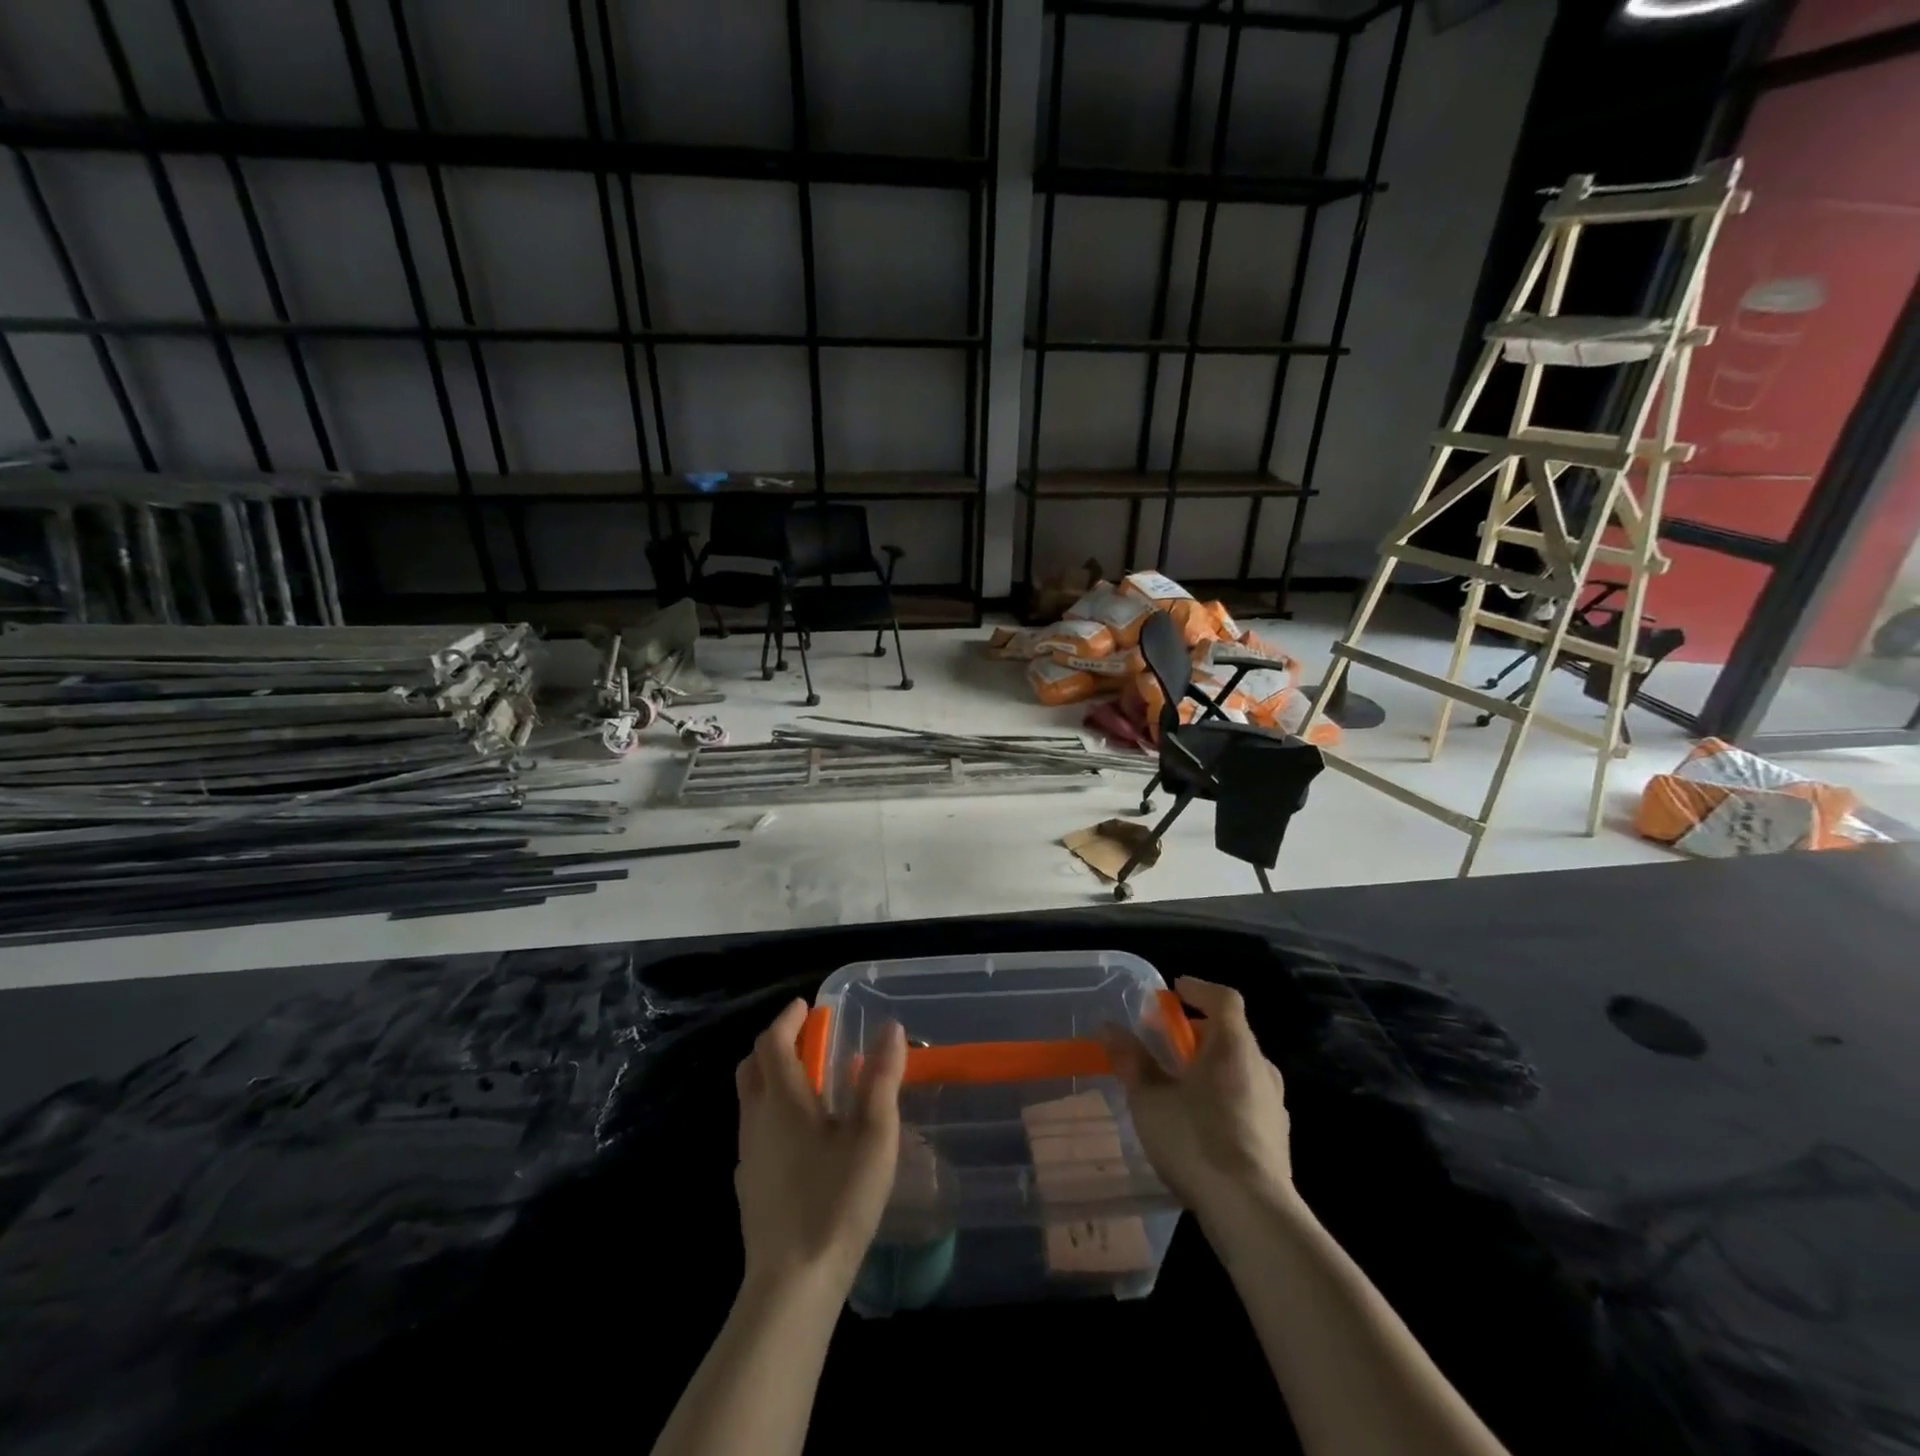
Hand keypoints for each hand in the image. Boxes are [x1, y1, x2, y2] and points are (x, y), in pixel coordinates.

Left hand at [734, 1000, 906, 1298]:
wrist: (791, 1286)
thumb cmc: (836, 1201)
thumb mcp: (873, 1136)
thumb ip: (881, 1079)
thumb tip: (891, 1028)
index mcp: (782, 1100)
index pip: (772, 1042)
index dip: (788, 1019)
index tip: (808, 1007)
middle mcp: (756, 1120)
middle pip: (751, 1067)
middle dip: (775, 1045)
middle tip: (807, 1040)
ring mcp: (747, 1156)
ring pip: (750, 1100)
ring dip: (772, 1079)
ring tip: (810, 1085)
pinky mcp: (748, 1187)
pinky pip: (754, 1132)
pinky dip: (771, 1114)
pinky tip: (801, 1139)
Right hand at [1104, 977, 1294, 1219]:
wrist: (1253, 1213)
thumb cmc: (1196, 1140)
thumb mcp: (1150, 1098)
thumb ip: (1131, 1060)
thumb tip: (1108, 1027)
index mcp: (1233, 1046)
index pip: (1224, 999)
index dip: (1199, 989)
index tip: (1175, 990)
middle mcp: (1260, 1067)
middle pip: (1233, 1034)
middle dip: (1200, 1032)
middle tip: (1169, 1042)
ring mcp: (1274, 1106)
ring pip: (1241, 1069)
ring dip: (1213, 1066)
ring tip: (1182, 1084)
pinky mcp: (1277, 1140)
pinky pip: (1248, 1100)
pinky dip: (1224, 1096)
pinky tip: (1202, 1123)